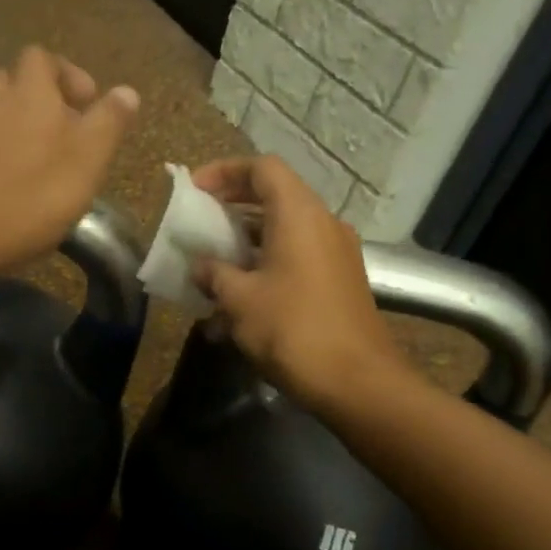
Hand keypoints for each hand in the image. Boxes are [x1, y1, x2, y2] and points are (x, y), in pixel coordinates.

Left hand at [0, 46, 138, 276]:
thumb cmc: (33, 195)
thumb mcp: (88, 159)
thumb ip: (109, 121)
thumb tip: (125, 91)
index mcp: (29, 89)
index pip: (43, 58)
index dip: (68, 75)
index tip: (87, 106)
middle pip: (15, 83)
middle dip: (41, 102)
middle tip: (65, 136)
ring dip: (17, 129)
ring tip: (40, 163)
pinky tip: (11, 187)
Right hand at [192, 156, 415, 413]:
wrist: (355, 381)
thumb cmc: (291, 329)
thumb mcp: (239, 299)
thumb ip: (214, 273)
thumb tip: (201, 265)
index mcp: (299, 215)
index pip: (262, 168)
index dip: (225, 171)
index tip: (195, 190)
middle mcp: (323, 223)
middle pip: (275, 195)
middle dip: (233, 204)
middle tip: (200, 221)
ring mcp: (336, 253)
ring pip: (285, 228)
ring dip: (248, 237)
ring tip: (214, 260)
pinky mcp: (340, 280)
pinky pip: (297, 254)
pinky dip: (266, 259)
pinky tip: (241, 292)